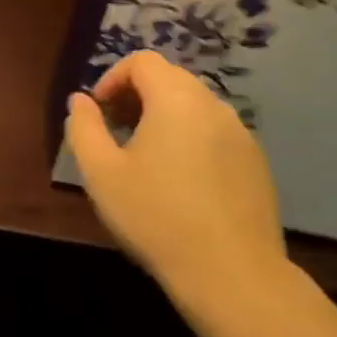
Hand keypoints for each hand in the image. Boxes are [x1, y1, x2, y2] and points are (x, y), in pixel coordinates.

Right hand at [64, 50, 286, 307]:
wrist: (233, 275)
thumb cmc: (158, 218)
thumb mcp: (101, 174)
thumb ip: (83, 128)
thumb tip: (80, 100)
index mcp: (176, 99)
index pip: (142, 61)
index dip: (113, 78)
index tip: (99, 111)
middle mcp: (213, 105)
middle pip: (169, 78)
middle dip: (137, 95)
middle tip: (117, 131)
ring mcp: (240, 133)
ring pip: (194, 105)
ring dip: (164, 116)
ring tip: (146, 157)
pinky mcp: (256, 162)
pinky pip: (215, 131)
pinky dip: (191, 137)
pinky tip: (181, 181)